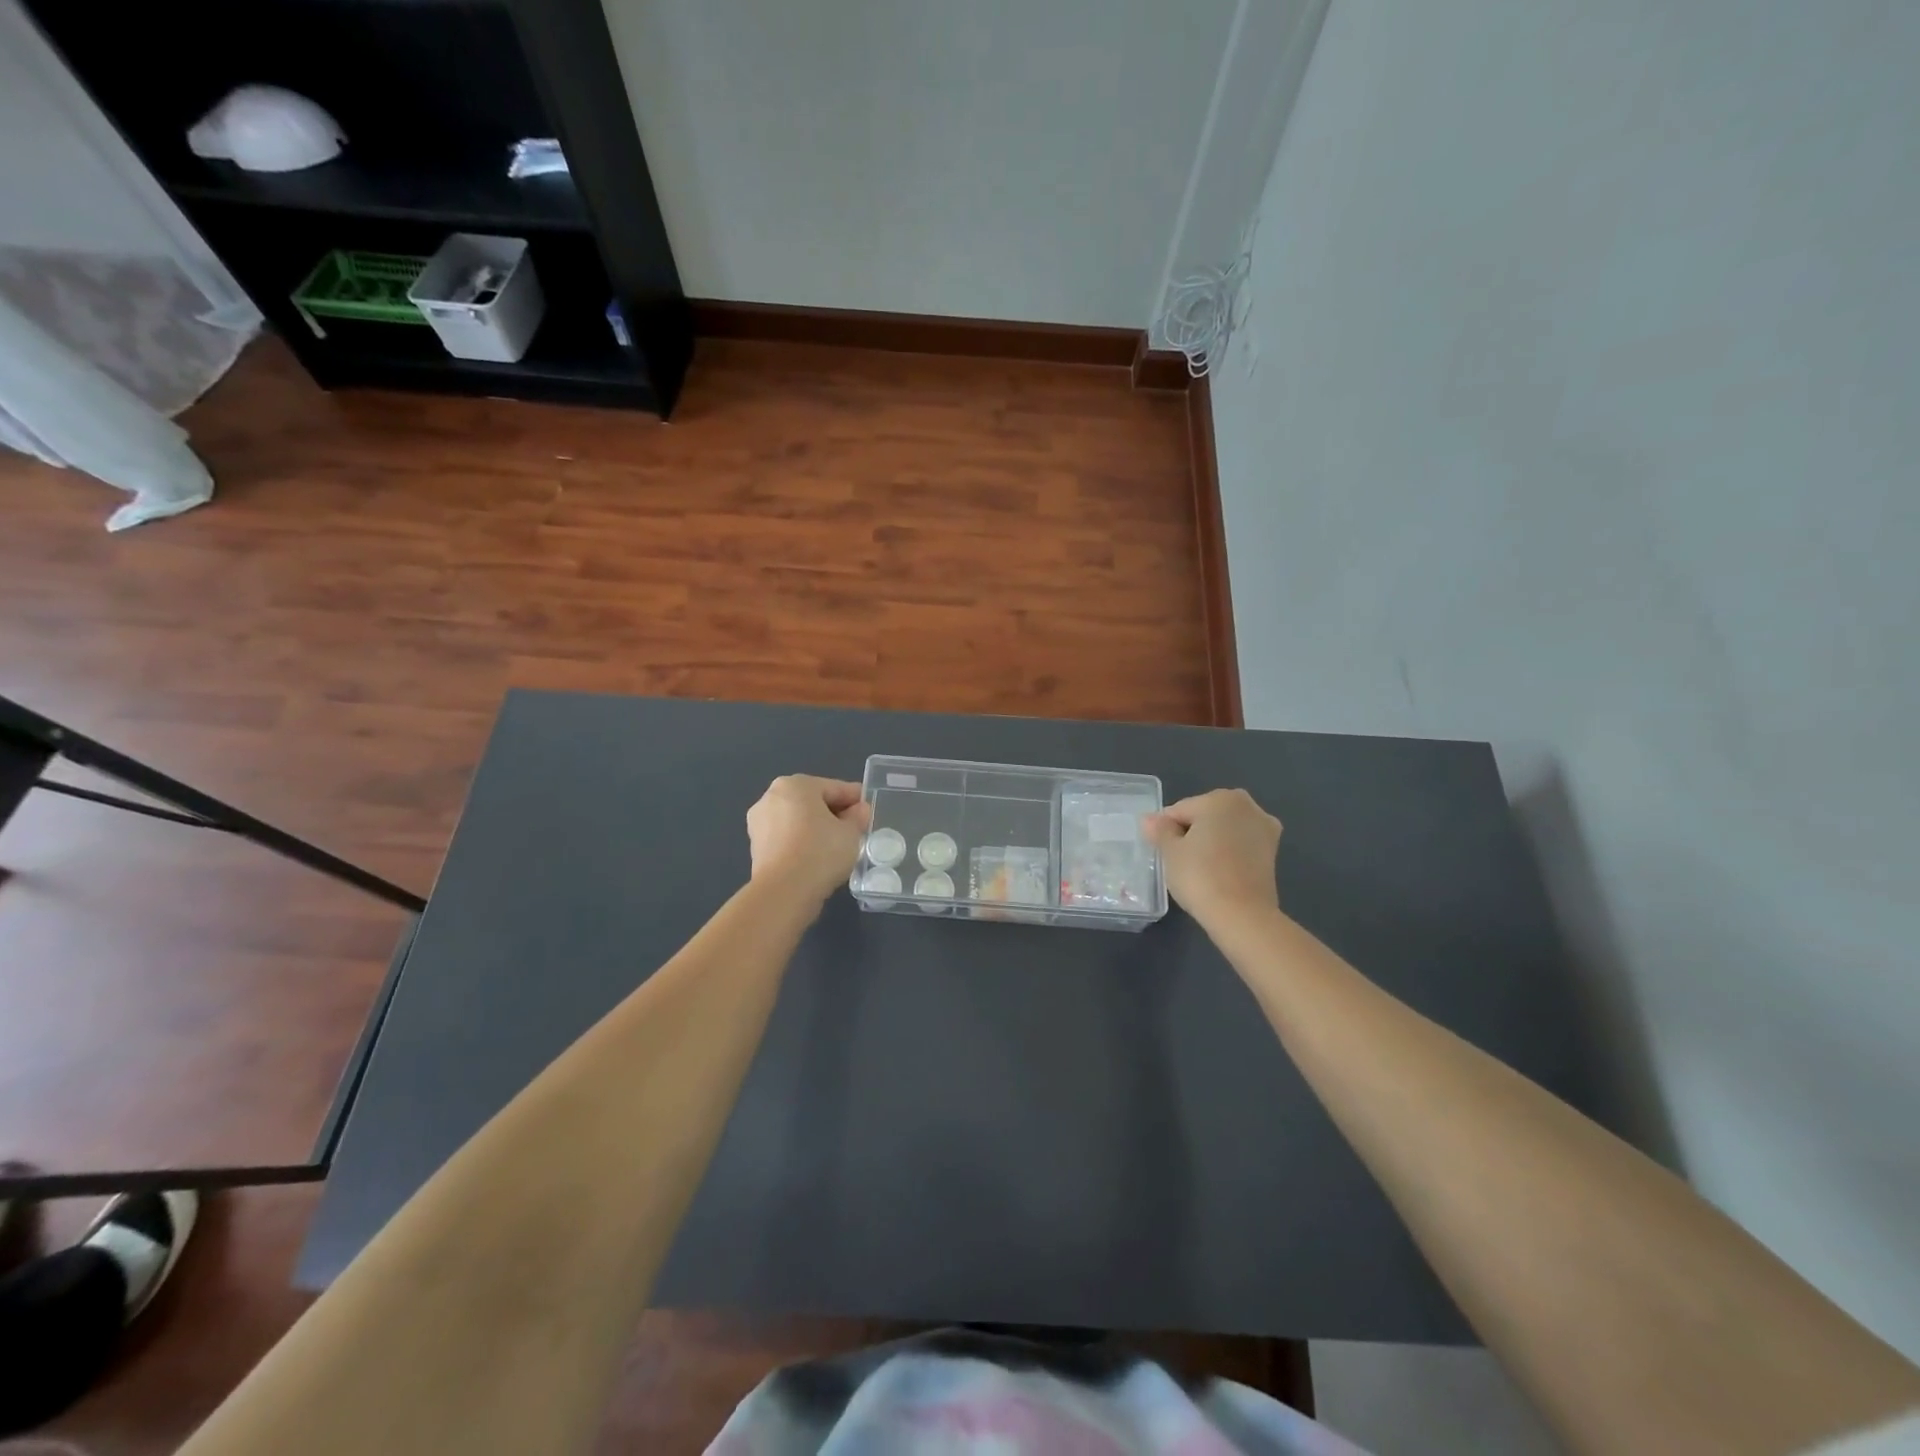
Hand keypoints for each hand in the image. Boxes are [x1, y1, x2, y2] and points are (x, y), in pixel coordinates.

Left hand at [746, 775, 871, 903]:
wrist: (784, 892)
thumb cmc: (821, 852)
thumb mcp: (851, 832)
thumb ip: (857, 817)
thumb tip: (858, 810)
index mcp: (795, 784)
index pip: (834, 788)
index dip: (855, 799)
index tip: (869, 811)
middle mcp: (771, 797)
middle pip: (813, 802)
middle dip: (834, 813)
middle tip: (855, 830)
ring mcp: (759, 823)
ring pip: (798, 821)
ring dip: (817, 829)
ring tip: (838, 846)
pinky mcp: (756, 847)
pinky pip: (787, 838)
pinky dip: (802, 843)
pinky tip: (818, 858)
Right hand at [1145, 788, 1281, 926]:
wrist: (1242, 915)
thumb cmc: (1200, 876)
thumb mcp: (1170, 852)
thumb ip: (1160, 830)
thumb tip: (1150, 819)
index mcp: (1221, 798)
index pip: (1180, 810)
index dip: (1165, 830)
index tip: (1161, 852)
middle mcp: (1248, 806)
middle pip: (1205, 816)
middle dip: (1191, 833)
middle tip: (1179, 861)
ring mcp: (1265, 829)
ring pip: (1224, 831)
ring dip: (1210, 843)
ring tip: (1198, 870)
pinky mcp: (1273, 853)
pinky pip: (1239, 846)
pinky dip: (1227, 854)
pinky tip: (1217, 873)